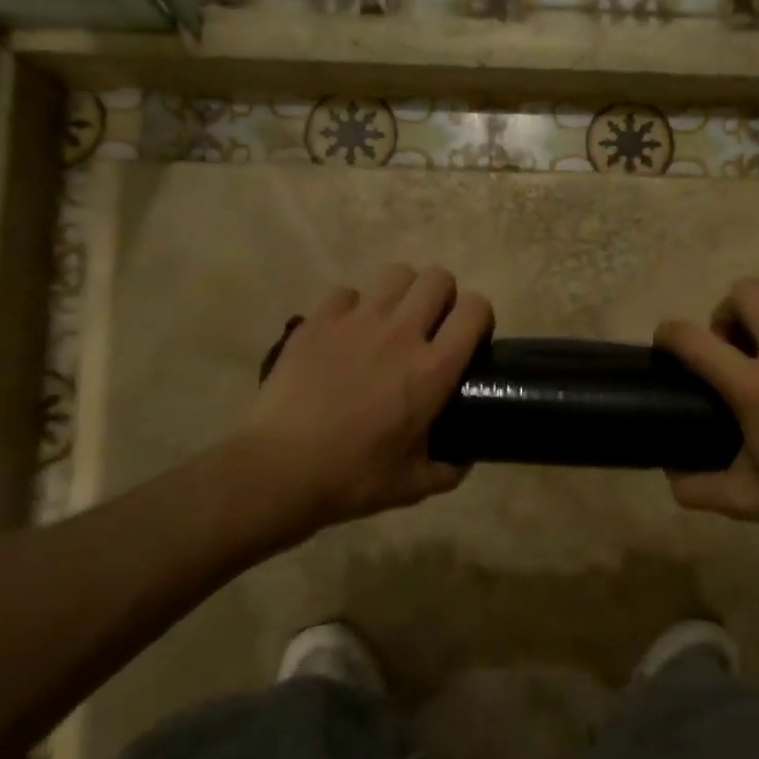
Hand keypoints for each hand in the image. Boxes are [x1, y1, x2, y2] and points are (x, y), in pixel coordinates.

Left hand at [239, 264, 492, 531]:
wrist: (278, 469)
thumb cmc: (353, 478)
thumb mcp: (414, 485)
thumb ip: (449, 469)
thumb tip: (464, 458)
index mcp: (434, 369)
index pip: (475, 309)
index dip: (479, 317)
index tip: (470, 338)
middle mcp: (401, 333)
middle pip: (437, 278)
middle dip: (442, 296)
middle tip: (430, 327)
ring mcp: (356, 321)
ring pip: (396, 273)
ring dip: (402, 293)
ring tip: (391, 321)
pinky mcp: (318, 320)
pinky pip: (346, 292)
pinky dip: (352, 307)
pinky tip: (344, 334)